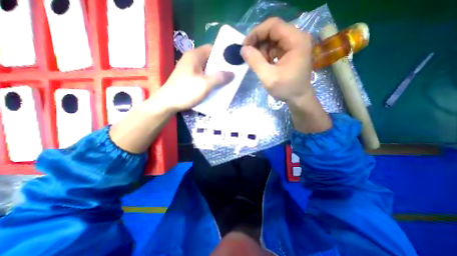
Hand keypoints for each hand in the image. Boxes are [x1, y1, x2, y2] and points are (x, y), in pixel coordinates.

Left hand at [158, 44, 235, 111]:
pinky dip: (210, 80)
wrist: (168, 103)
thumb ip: (220, 77)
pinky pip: (203, 76)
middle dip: (221, 67)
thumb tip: (233, 73)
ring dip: (216, 75)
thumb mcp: (205, 84)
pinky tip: (215, 87)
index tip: (232, 63)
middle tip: (232, 74)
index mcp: (194, 56)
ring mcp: (189, 70)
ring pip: (207, 69)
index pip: (212, 49)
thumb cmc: (186, 91)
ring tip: (226, 82)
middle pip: (210, 60)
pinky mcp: (189, 78)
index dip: (223, 55)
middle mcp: (192, 60)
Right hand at [243, 17, 332, 133]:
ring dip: (262, 51)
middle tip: (249, 56)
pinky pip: (274, 48)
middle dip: (258, 43)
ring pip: (272, 40)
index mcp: (296, 40)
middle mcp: (297, 38)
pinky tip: (265, 65)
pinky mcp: (291, 52)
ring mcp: (294, 45)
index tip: (245, 46)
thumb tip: (243, 49)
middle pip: (272, 31)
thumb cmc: (286, 89)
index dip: (256, 33)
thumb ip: (255, 61)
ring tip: (260, 65)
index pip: (273, 25)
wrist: (299, 98)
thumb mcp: (268, 77)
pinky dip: (266, 55)